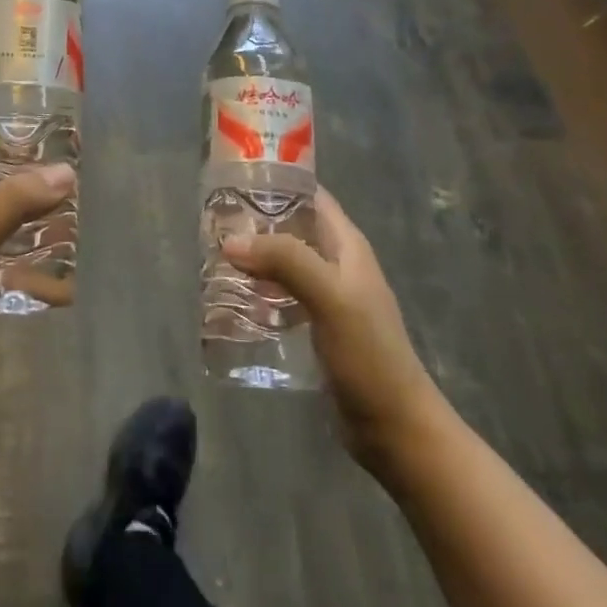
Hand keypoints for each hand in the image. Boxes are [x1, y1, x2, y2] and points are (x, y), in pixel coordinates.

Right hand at [224, 188, 436, 477]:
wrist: (394, 428)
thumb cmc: (369, 355)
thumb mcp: (330, 297)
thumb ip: (286, 261)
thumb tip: (231, 241)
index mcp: (347, 245)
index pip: (310, 195)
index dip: (278, 181)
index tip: (235, 178)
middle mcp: (336, 263)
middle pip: (292, 226)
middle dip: (255, 220)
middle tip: (213, 220)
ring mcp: (327, 296)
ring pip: (283, 261)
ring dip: (254, 256)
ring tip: (213, 254)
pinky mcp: (316, 326)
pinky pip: (281, 294)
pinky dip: (258, 289)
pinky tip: (231, 297)